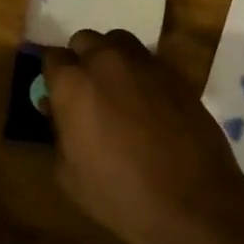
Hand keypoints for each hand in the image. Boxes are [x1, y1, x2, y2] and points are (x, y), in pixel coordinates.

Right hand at [40, 30, 243, 243]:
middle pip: (85, 40)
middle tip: (87, 92)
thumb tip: (55, 108)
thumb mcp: (68, 174)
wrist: (191, 203)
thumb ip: (57, 132)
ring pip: (119, 42)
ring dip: (111, 57)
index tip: (56, 95)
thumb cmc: (119, 195)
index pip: (52, 58)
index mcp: (73, 83)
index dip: (53, 77)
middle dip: (81, 60)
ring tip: (117, 89)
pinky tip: (147, 101)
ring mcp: (145, 63)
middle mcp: (107, 61)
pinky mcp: (175, 73)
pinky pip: (149, 60)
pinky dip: (141, 72)